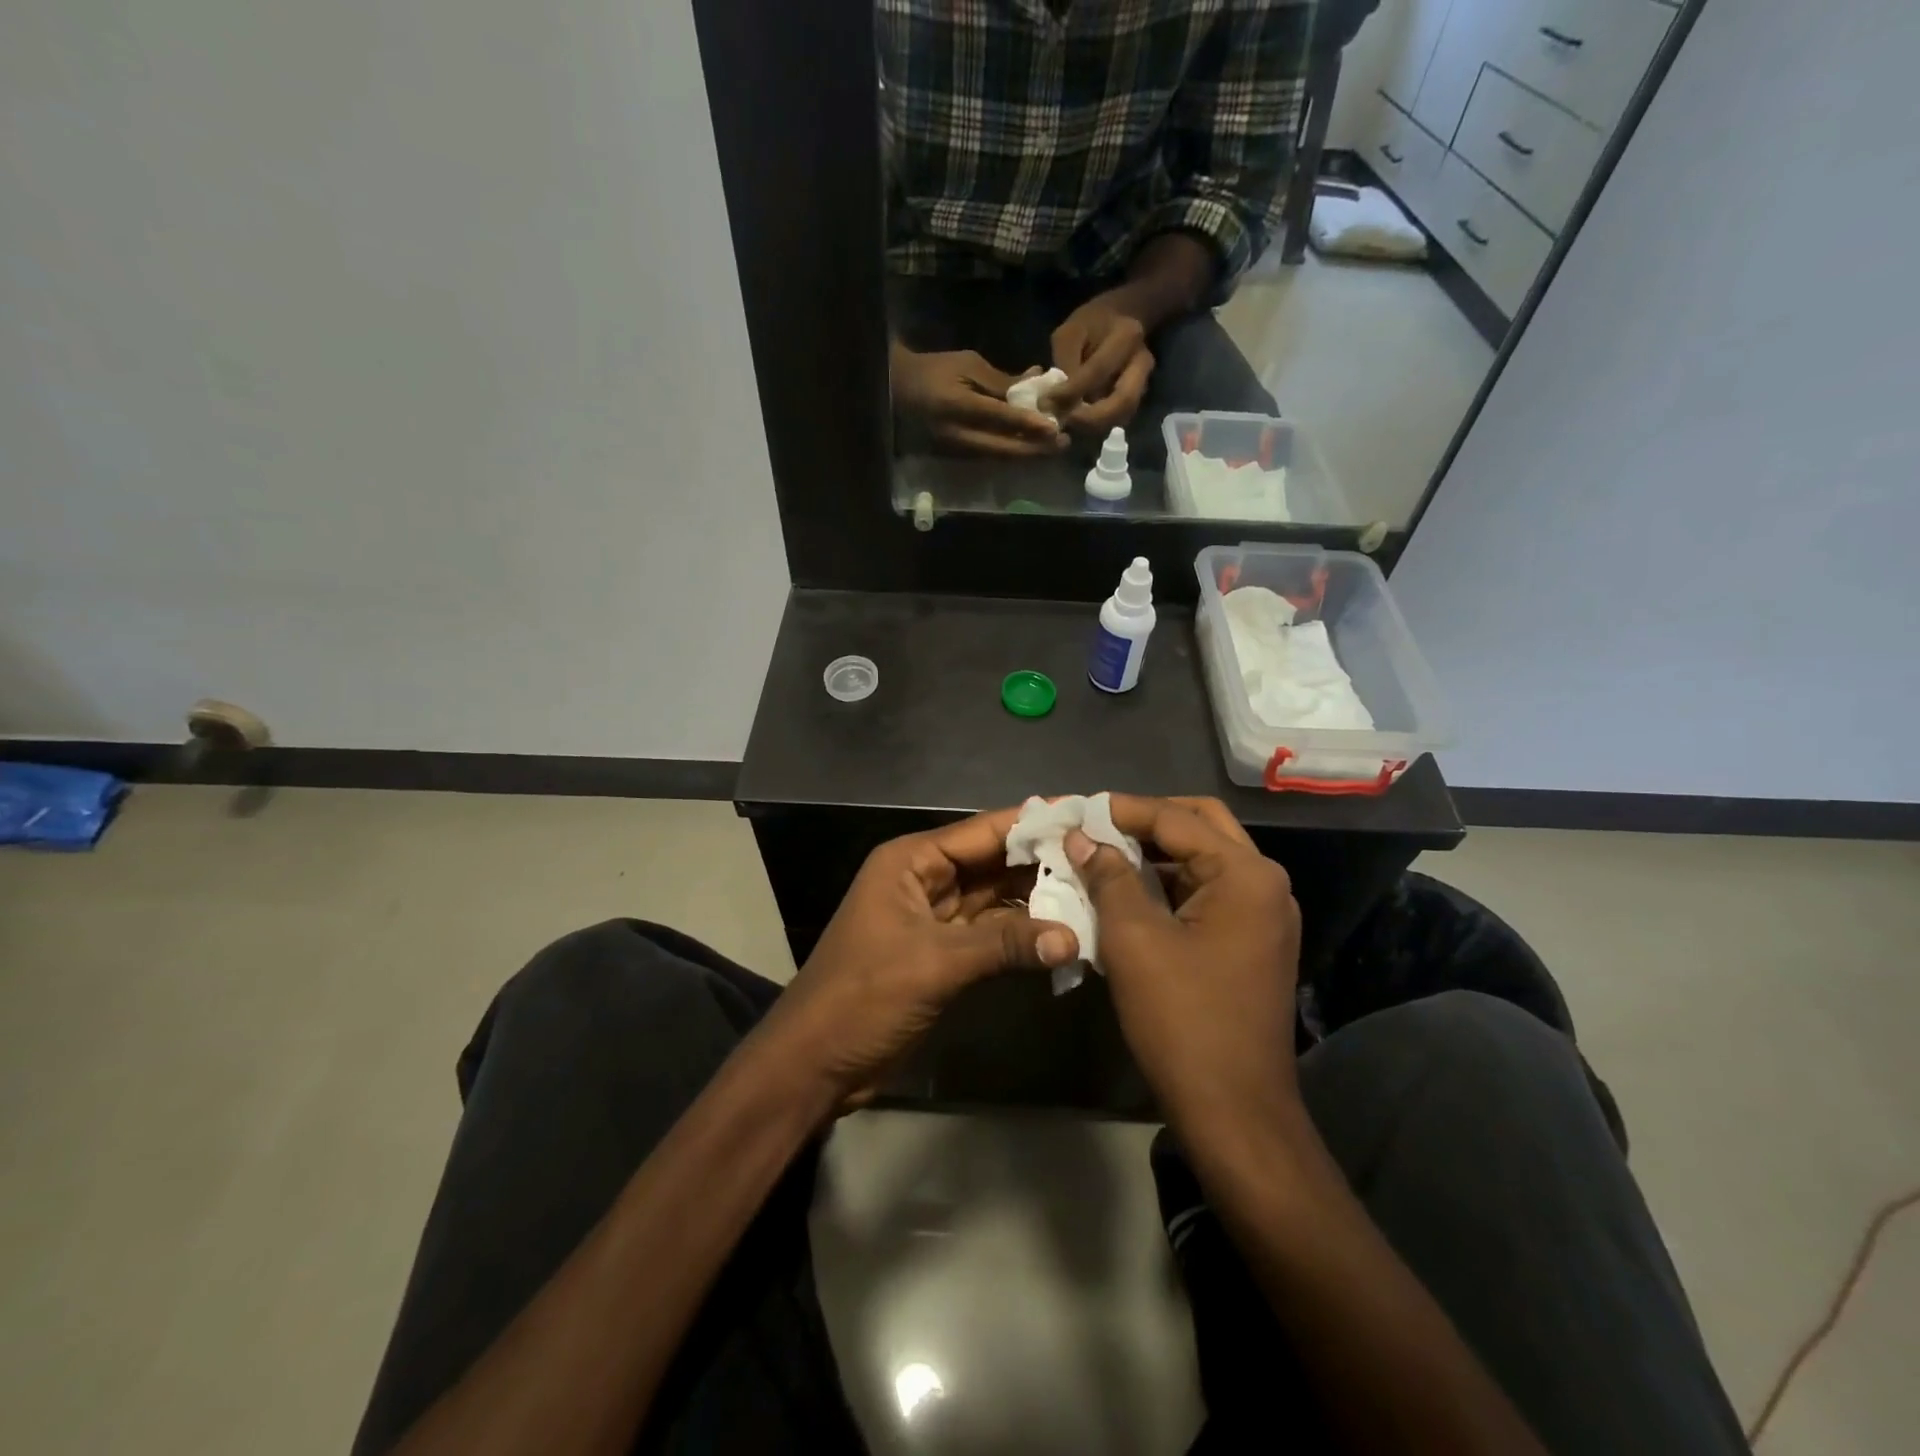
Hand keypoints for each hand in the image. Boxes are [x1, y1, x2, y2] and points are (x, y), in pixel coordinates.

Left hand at [755, 807, 1078, 1112]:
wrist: (816, 1063)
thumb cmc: (863, 996)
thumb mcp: (933, 963)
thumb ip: (1004, 945)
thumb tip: (1073, 937)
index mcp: (912, 861)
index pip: (983, 831)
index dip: (1033, 822)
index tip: (1084, 813)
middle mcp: (925, 879)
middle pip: (993, 862)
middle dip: (1042, 861)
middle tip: (1103, 857)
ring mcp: (935, 917)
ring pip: (995, 898)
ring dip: (1037, 899)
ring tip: (1095, 893)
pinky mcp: (943, 953)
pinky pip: (991, 933)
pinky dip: (1022, 934)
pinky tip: (1063, 933)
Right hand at [891, 343, 1069, 456]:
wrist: (899, 390)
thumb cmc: (935, 369)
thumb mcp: (968, 364)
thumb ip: (1000, 381)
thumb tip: (1034, 387)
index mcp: (957, 406)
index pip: (999, 418)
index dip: (1028, 424)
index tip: (1054, 427)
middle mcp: (958, 435)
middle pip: (1003, 449)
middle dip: (1036, 449)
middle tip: (1064, 442)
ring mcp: (957, 450)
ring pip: (999, 457)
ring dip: (1028, 453)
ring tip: (1054, 445)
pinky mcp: (958, 456)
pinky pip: (991, 456)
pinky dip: (1014, 451)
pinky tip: (1032, 445)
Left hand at [1049, 290, 1155, 434]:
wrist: (1122, 319)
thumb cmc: (1092, 323)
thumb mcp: (1070, 332)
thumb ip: (1064, 363)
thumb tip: (1055, 401)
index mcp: (1126, 337)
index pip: (1098, 371)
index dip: (1071, 391)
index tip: (1047, 402)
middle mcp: (1142, 363)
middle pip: (1123, 402)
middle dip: (1091, 419)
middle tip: (1065, 422)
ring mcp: (1143, 383)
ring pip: (1122, 416)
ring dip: (1094, 426)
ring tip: (1068, 423)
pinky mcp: (1137, 397)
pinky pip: (1118, 419)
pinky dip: (1098, 425)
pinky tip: (1078, 422)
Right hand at [1065, 795, 1299, 1124]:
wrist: (1234, 1111)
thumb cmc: (1182, 1019)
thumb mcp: (1134, 940)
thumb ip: (1109, 877)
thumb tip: (1083, 837)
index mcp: (1246, 874)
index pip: (1176, 819)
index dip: (1123, 810)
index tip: (1077, 808)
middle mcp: (1265, 884)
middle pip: (1201, 827)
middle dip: (1147, 821)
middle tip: (1097, 826)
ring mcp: (1264, 915)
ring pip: (1204, 860)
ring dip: (1156, 853)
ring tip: (1103, 853)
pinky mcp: (1253, 942)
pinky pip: (1209, 893)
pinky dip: (1170, 884)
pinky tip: (1130, 891)